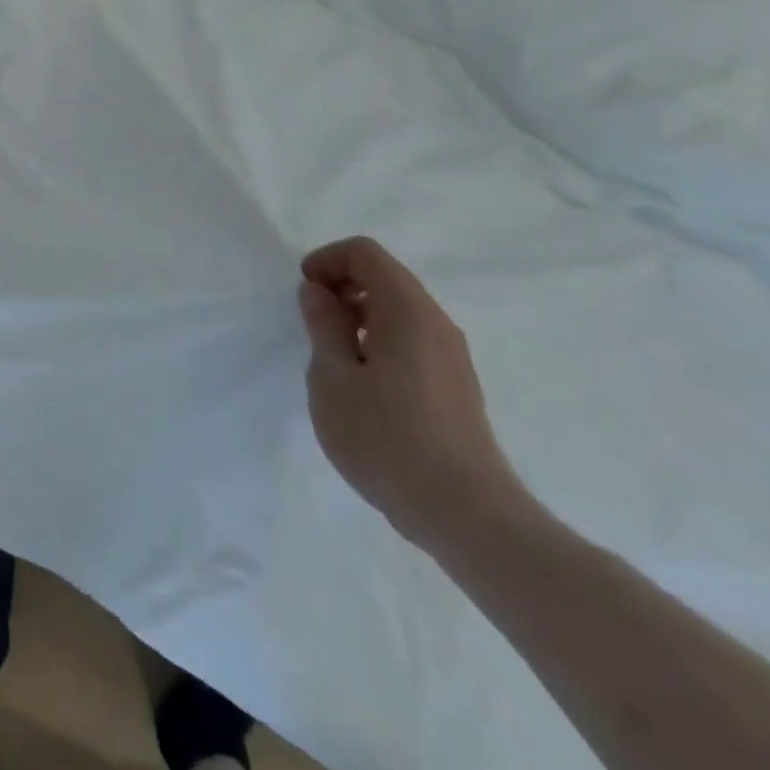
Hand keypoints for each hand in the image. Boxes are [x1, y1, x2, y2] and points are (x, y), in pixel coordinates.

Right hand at [298, 236, 527, 554]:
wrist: (465, 515)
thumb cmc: (386, 438)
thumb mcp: (333, 376)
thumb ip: (323, 325)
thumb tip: (318, 292)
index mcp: (408, 312)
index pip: (365, 253)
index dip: (326, 261)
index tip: (304, 296)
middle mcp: (437, 324)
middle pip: (384, 277)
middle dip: (340, 287)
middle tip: (312, 324)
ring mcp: (451, 357)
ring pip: (398, 310)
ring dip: (357, 316)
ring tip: (332, 357)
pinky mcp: (454, 386)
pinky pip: (410, 339)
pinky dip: (377, 340)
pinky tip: (361, 385)